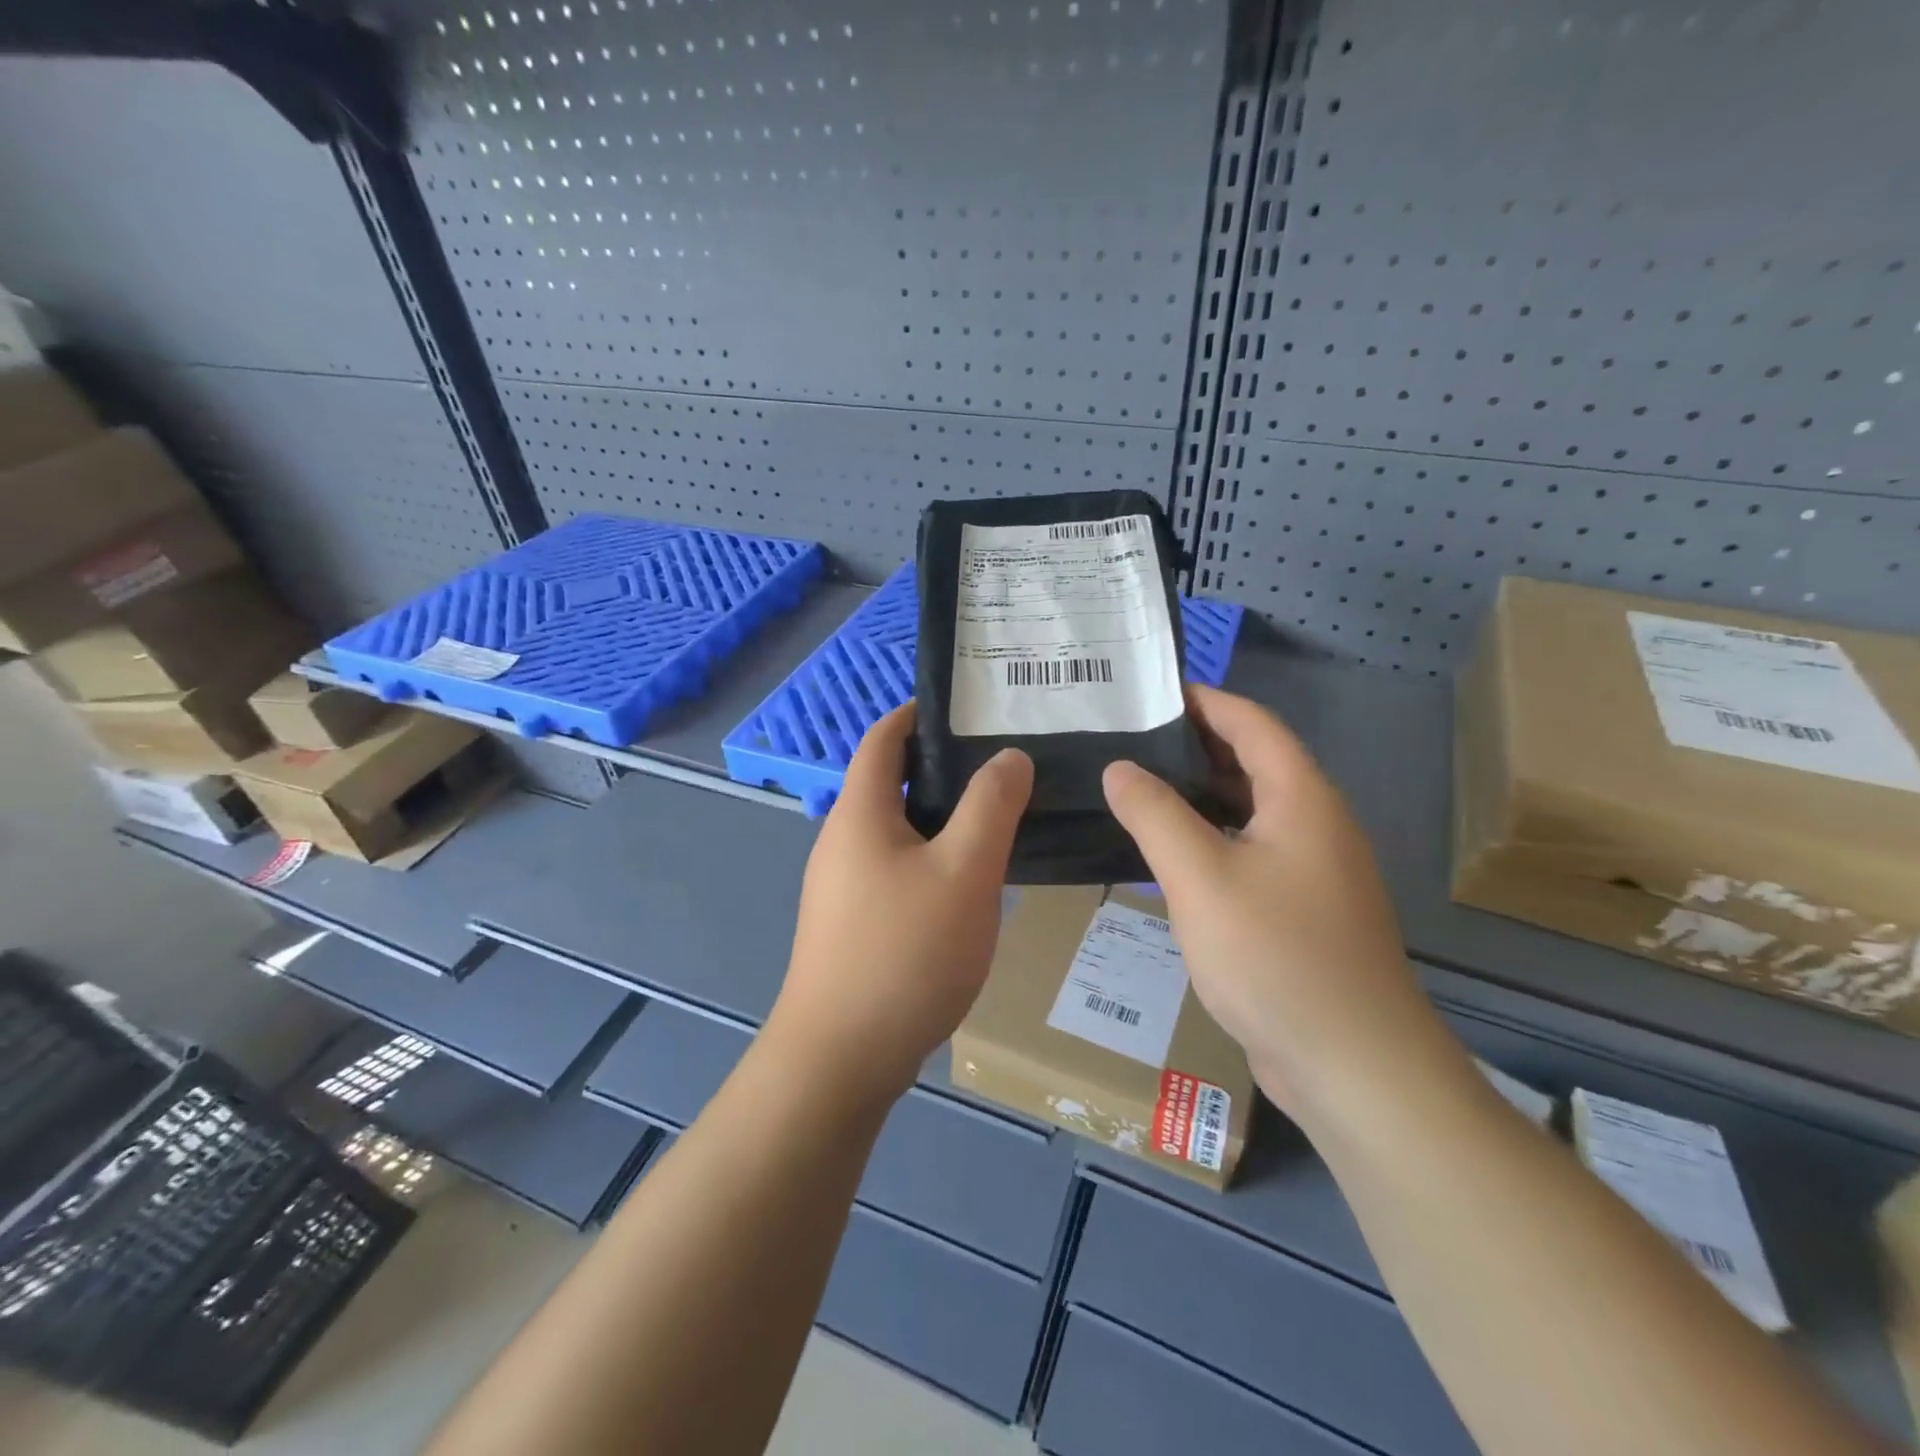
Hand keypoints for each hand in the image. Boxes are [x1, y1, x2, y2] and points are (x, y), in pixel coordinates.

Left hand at [769, 702, 1033, 1108]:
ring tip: (1002, 814)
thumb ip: (991, 806)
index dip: (919, 713)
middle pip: (892, 782)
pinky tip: (974, 880)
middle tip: (1007, 762)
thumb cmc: (904, 952)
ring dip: (944, 817)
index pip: (884, 738)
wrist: (842, 1058)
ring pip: (900, 830)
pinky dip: (934, 857)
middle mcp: (843, 840)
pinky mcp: (855, 923)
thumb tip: (1009, 756)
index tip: (971, 707)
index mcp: (860, 813)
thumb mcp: (964, 871)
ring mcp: (844, 886)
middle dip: (944, 765)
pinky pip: (899, 869)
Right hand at [1103, 685, 1459, 1124]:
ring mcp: (1315, 869)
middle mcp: (1316, 823)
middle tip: (1130, 740)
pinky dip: (1213, 837)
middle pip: (1255, 762)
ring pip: (1252, 810)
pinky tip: (1172, 855)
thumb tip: (1120, 768)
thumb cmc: (1274, 955)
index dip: (1204, 700)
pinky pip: (1253, 851)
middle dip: (1195, 744)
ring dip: (1201, 793)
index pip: (1252, 723)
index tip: (1151, 692)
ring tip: (1139, 788)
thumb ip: (1154, 814)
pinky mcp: (1305, 909)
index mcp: (1301, 798)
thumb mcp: (1199, 876)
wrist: (1353, 1064)